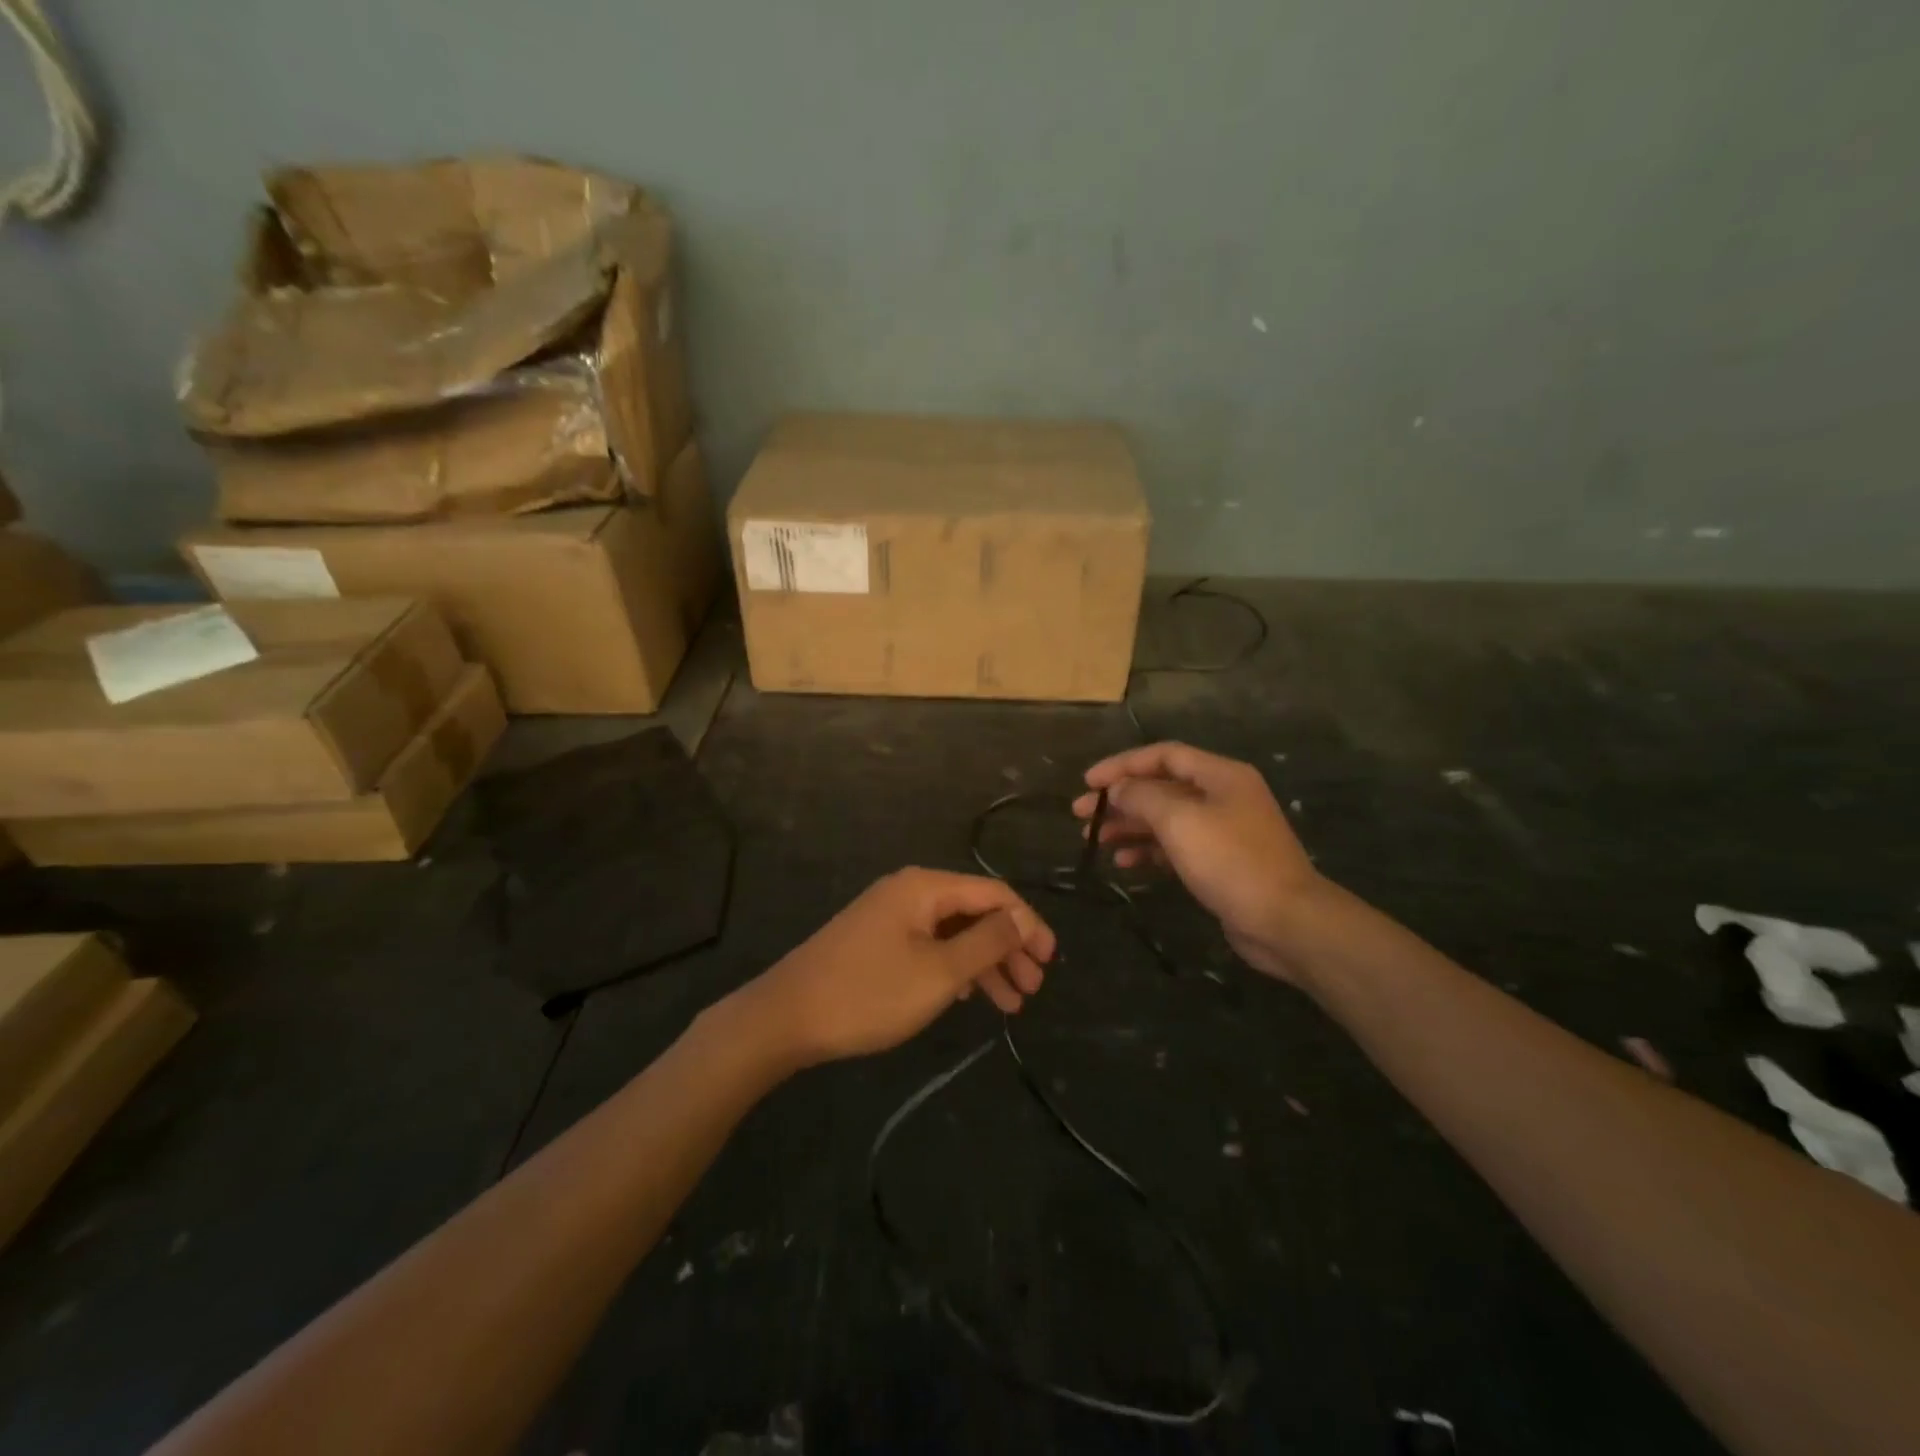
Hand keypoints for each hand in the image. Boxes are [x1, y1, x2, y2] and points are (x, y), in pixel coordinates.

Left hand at [737, 868, 1056, 1066]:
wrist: (787, 1016)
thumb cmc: (870, 993)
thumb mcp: (940, 972)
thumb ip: (987, 942)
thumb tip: (1021, 919)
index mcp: (926, 887)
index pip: (994, 893)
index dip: (1028, 923)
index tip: (1050, 960)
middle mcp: (910, 892)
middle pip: (975, 911)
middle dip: (1009, 948)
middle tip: (1033, 987)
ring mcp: (891, 917)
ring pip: (953, 933)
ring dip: (986, 964)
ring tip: (1012, 1004)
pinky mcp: (877, 941)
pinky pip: (930, 946)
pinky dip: (956, 969)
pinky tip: (971, 996)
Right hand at [1074, 742, 1322, 981]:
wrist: (1285, 920)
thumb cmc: (1231, 860)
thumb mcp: (1179, 820)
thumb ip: (1142, 797)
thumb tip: (1117, 789)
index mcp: (1220, 775)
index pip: (1163, 755)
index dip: (1122, 764)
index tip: (1087, 782)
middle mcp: (1222, 796)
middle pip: (1161, 787)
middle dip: (1120, 799)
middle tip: (1080, 815)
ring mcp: (1223, 831)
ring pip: (1165, 819)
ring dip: (1129, 826)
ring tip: (1095, 840)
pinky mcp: (1220, 863)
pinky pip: (1175, 847)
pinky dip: (1148, 851)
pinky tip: (1123, 863)